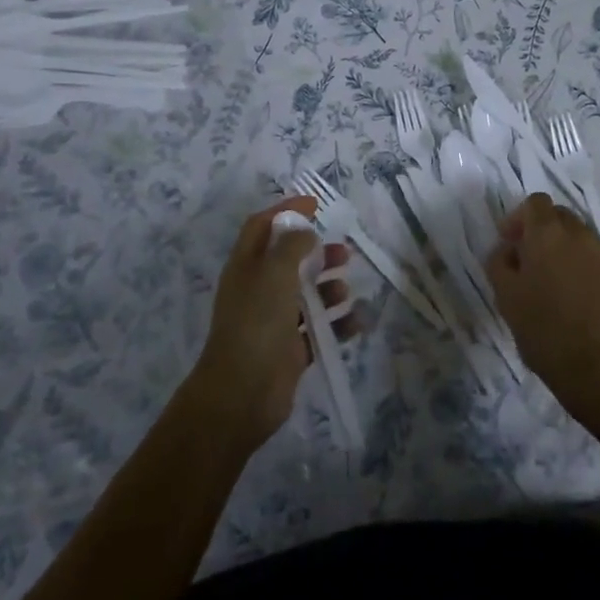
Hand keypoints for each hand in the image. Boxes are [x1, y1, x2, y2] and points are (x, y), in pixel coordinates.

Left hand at [187, 198, 351, 451]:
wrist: (241, 394)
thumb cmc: (256, 324)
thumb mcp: (274, 273)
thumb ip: (292, 246)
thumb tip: (305, 231)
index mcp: (245, 266)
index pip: (262, 226)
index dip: (286, 211)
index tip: (315, 204)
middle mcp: (258, 290)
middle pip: (289, 259)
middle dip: (316, 251)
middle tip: (343, 251)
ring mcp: (273, 321)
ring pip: (306, 294)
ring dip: (329, 287)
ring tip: (345, 288)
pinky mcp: (290, 350)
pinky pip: (318, 329)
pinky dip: (337, 322)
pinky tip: (357, 320)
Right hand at [486, 193, 599, 421]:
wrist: (599, 371)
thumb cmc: (543, 331)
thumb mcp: (505, 296)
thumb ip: (499, 262)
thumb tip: (508, 250)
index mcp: (548, 235)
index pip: (536, 202)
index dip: (521, 218)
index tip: (512, 243)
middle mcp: (582, 236)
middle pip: (562, 217)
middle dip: (546, 232)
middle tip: (534, 263)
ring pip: (585, 241)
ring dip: (570, 253)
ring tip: (562, 287)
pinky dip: (592, 274)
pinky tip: (587, 304)